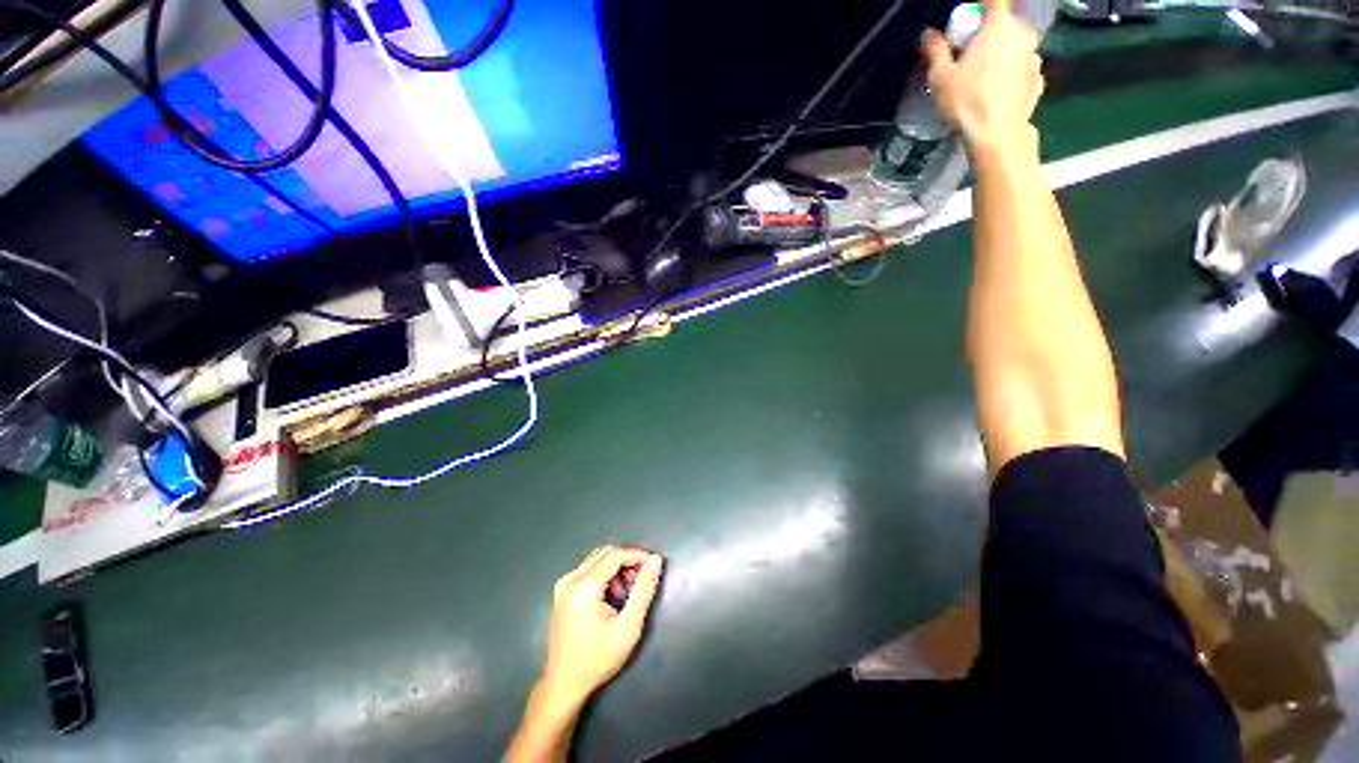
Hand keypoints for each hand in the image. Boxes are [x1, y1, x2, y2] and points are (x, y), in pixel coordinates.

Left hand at [539, 546, 663, 709]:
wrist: (564, 685)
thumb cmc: (597, 659)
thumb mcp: (628, 627)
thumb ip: (644, 590)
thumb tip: (655, 560)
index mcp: (583, 586)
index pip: (615, 555)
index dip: (637, 555)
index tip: (654, 565)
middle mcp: (570, 579)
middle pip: (605, 553)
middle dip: (627, 560)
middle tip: (642, 578)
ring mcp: (563, 585)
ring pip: (596, 559)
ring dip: (616, 567)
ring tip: (628, 589)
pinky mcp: (562, 591)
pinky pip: (587, 569)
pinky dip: (604, 574)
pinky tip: (612, 595)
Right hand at [922, 0, 1044, 154]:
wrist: (996, 135)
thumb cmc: (966, 101)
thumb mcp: (940, 76)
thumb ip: (935, 50)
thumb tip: (929, 34)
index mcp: (999, 26)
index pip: (993, 0)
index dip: (978, 8)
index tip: (965, 24)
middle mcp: (1023, 35)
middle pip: (1005, 25)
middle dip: (988, 35)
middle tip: (968, 57)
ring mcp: (1034, 59)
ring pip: (1015, 48)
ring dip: (1001, 56)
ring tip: (981, 80)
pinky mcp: (1038, 81)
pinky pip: (1022, 70)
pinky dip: (1011, 76)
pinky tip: (996, 93)